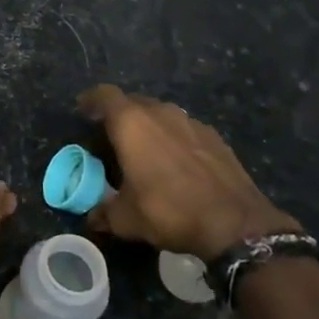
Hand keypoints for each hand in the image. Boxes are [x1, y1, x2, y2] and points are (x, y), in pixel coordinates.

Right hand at [77, 84, 298, 261]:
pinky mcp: (215, 137)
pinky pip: (184, 130)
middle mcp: (161, 113)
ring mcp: (191, 122)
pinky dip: (174, 139)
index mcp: (131, 123)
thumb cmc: (169, 210)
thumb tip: (92, 217)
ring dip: (149, 127)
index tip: (83, 110)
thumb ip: (103, 213)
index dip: (91, 100)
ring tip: (144, 151)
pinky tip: (176, 164)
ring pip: (161, 115)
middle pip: (133, 102)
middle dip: (119, 116)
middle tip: (111, 138)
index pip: (104, 95)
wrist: (236, 223)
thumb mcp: (126, 219)